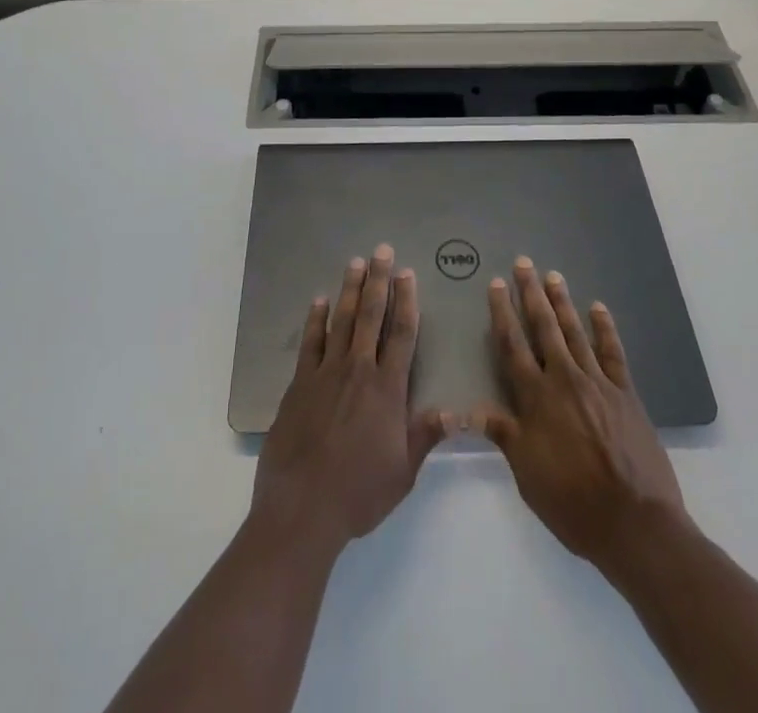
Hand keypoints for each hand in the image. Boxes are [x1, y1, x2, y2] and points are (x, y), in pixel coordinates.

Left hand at [252, 246, 451, 558]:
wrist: (302, 507)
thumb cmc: (359, 493)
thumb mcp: (402, 472)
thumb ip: (426, 435)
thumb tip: (457, 411)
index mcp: (387, 389)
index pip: (401, 334)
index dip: (406, 301)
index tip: (407, 274)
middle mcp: (358, 371)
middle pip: (370, 316)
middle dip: (378, 281)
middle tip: (381, 250)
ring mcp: (325, 373)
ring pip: (340, 320)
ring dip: (349, 289)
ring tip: (354, 262)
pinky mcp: (299, 384)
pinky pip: (310, 343)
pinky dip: (315, 320)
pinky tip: (319, 301)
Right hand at [475, 257, 690, 573]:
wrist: (635, 523)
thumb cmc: (572, 503)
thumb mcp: (527, 474)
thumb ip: (503, 434)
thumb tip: (469, 409)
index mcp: (536, 399)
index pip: (513, 346)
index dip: (502, 314)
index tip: (496, 285)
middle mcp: (564, 380)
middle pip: (544, 328)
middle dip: (531, 294)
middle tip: (523, 262)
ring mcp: (598, 383)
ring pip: (575, 332)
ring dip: (562, 302)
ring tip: (553, 275)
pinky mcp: (625, 393)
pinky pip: (613, 352)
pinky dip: (605, 328)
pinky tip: (598, 308)